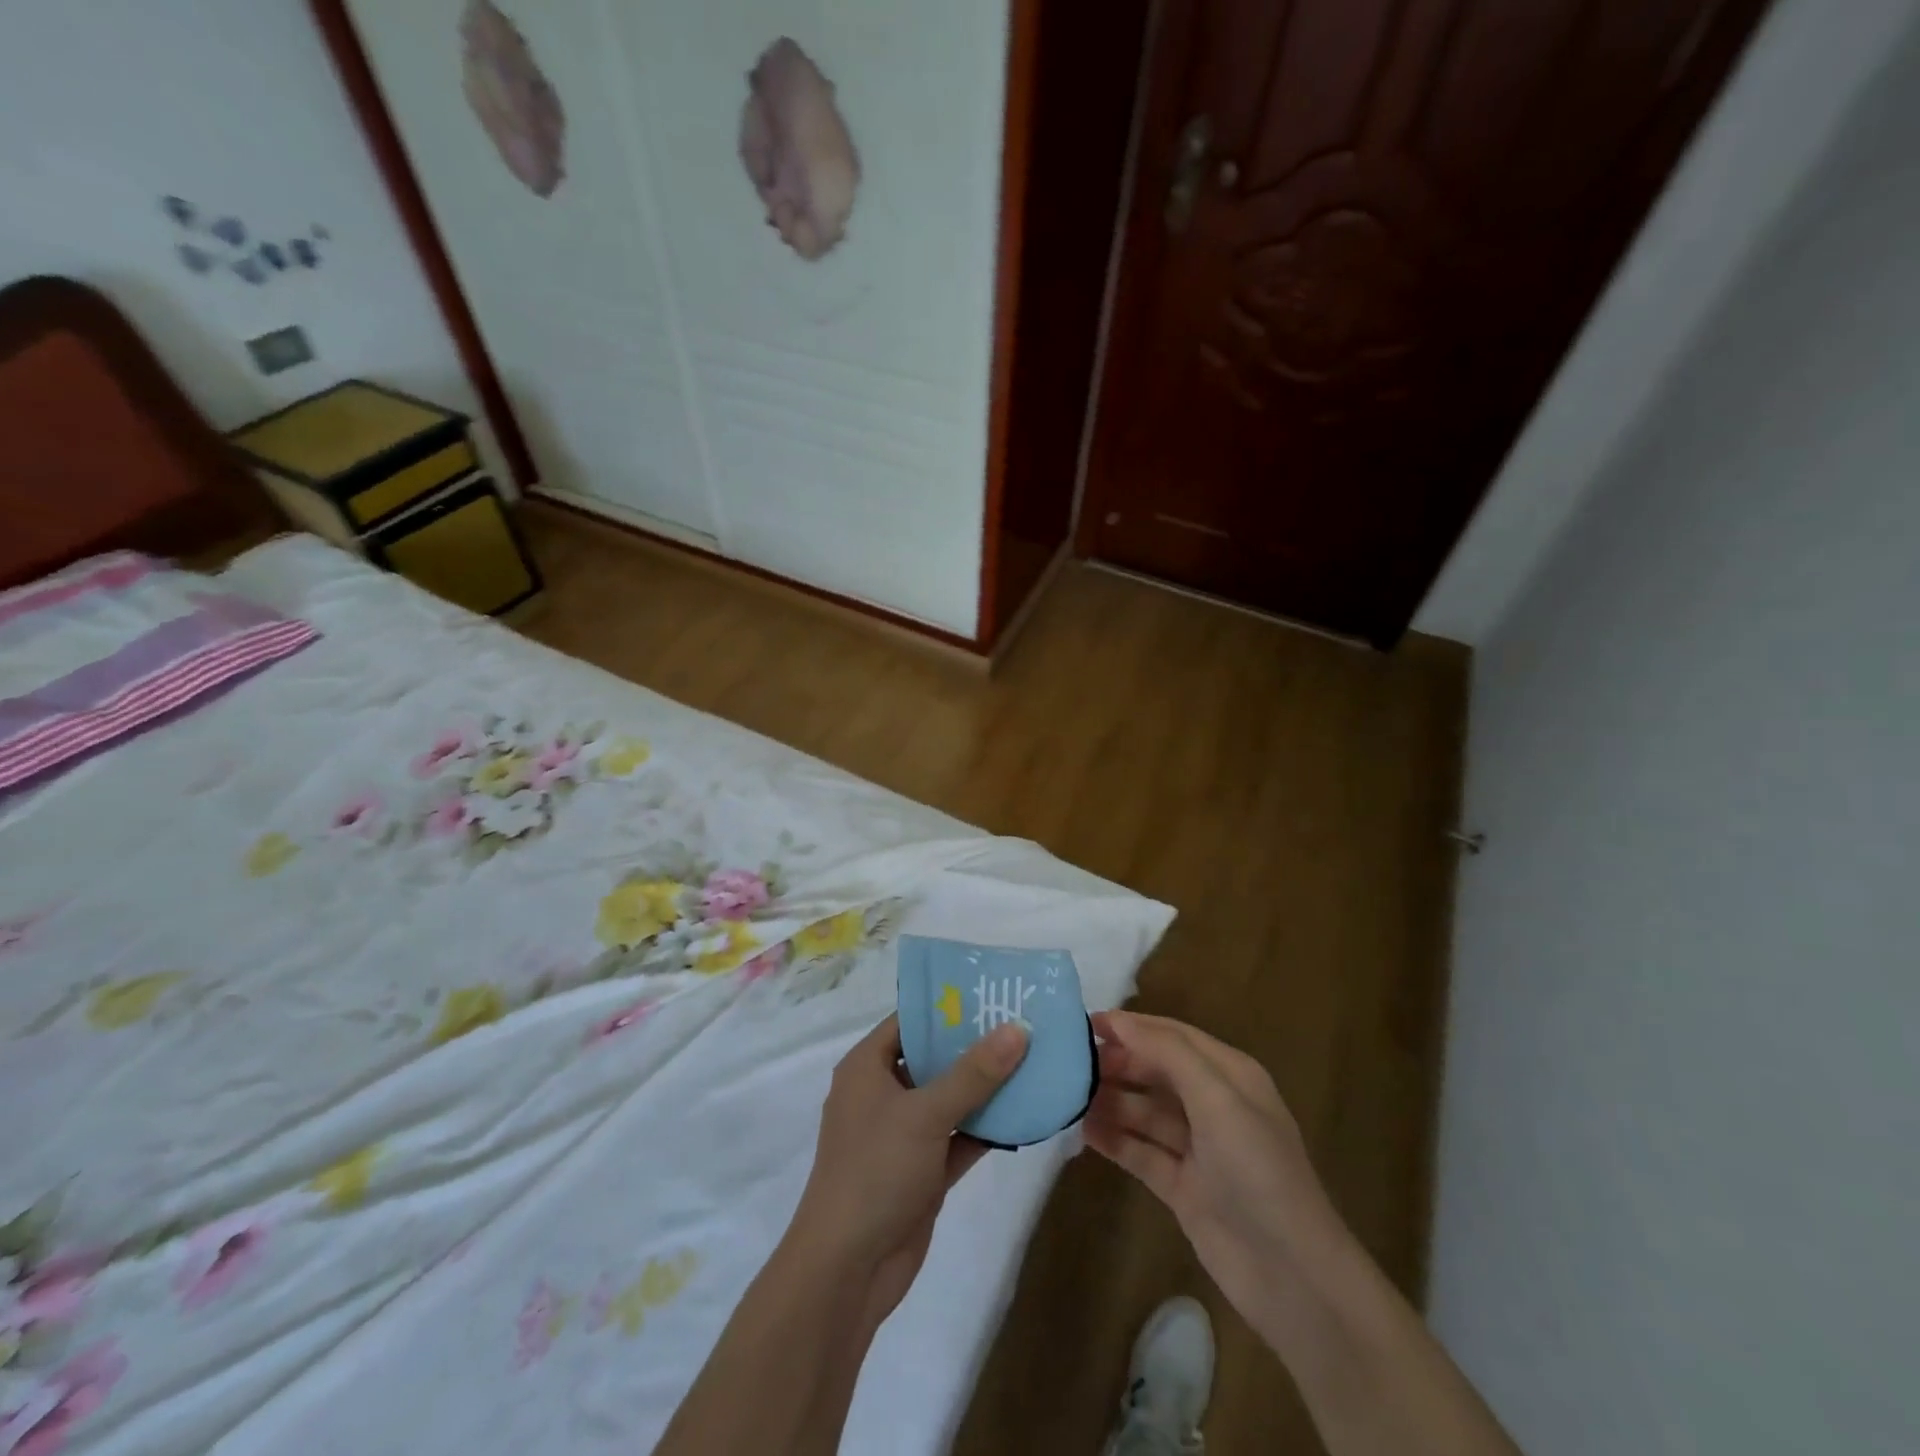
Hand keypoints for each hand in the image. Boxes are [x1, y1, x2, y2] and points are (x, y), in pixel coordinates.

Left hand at [787, 1014, 1027, 1325]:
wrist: (848, 1270)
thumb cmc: (876, 1171)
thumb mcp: (926, 1113)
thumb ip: (973, 1072)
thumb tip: (1017, 1028)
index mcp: (867, 1068)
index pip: (908, 1021)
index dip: (946, 1006)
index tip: (991, 993)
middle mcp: (883, 1094)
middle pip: (933, 1058)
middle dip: (974, 1045)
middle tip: (1023, 1023)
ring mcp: (903, 1135)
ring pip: (950, 1099)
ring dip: (986, 1088)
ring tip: (1033, 1060)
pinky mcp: (922, 1171)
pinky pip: (959, 1138)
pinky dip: (987, 1128)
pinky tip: (1026, 1113)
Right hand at [1085, 1010, 1332, 1342]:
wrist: (1290, 1275)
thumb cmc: (1256, 1169)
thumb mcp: (1217, 1098)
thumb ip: (1168, 1053)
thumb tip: (1119, 1021)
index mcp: (1230, 1076)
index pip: (1173, 1036)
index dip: (1132, 1026)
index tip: (1086, 1022)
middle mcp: (1214, 1106)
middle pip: (1156, 1072)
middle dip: (1118, 1063)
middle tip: (1071, 1062)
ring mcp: (1198, 1149)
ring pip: (1145, 1112)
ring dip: (1111, 1101)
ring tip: (1068, 1094)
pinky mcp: (1182, 1188)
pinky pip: (1141, 1152)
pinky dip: (1115, 1140)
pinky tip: (1084, 1131)